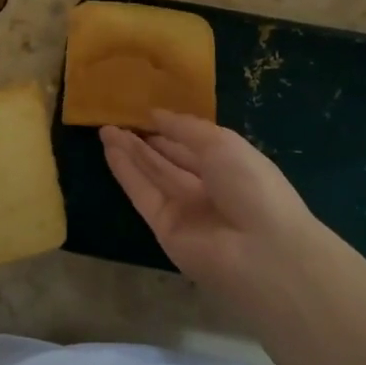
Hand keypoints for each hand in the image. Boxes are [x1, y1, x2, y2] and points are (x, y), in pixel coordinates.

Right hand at [100, 111, 324, 309]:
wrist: (261, 251)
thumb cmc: (251, 185)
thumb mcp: (221, 144)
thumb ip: (185, 129)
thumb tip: (155, 115)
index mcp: (230, 166)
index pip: (193, 146)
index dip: (169, 130)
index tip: (143, 113)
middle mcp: (206, 189)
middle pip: (169, 161)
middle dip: (144, 141)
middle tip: (114, 120)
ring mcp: (185, 210)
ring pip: (152, 176)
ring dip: (129, 153)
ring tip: (104, 130)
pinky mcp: (165, 229)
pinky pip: (143, 195)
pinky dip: (126, 173)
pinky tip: (110, 151)